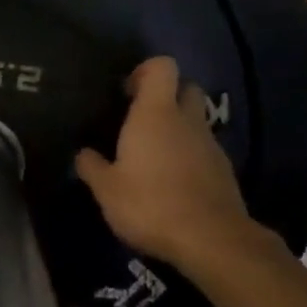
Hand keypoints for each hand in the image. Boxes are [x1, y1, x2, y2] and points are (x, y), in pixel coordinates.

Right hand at [75, 58, 260, 267]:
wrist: (210, 239)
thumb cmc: (150, 204)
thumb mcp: (106, 190)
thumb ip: (91, 166)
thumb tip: (83, 154)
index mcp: (156, 114)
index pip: (162, 67)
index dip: (144, 71)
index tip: (125, 93)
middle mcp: (187, 120)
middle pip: (186, 87)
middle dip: (166, 95)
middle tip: (140, 120)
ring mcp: (210, 144)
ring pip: (196, 120)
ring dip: (177, 128)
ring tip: (152, 156)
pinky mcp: (224, 170)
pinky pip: (204, 148)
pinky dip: (189, 154)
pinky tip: (172, 181)